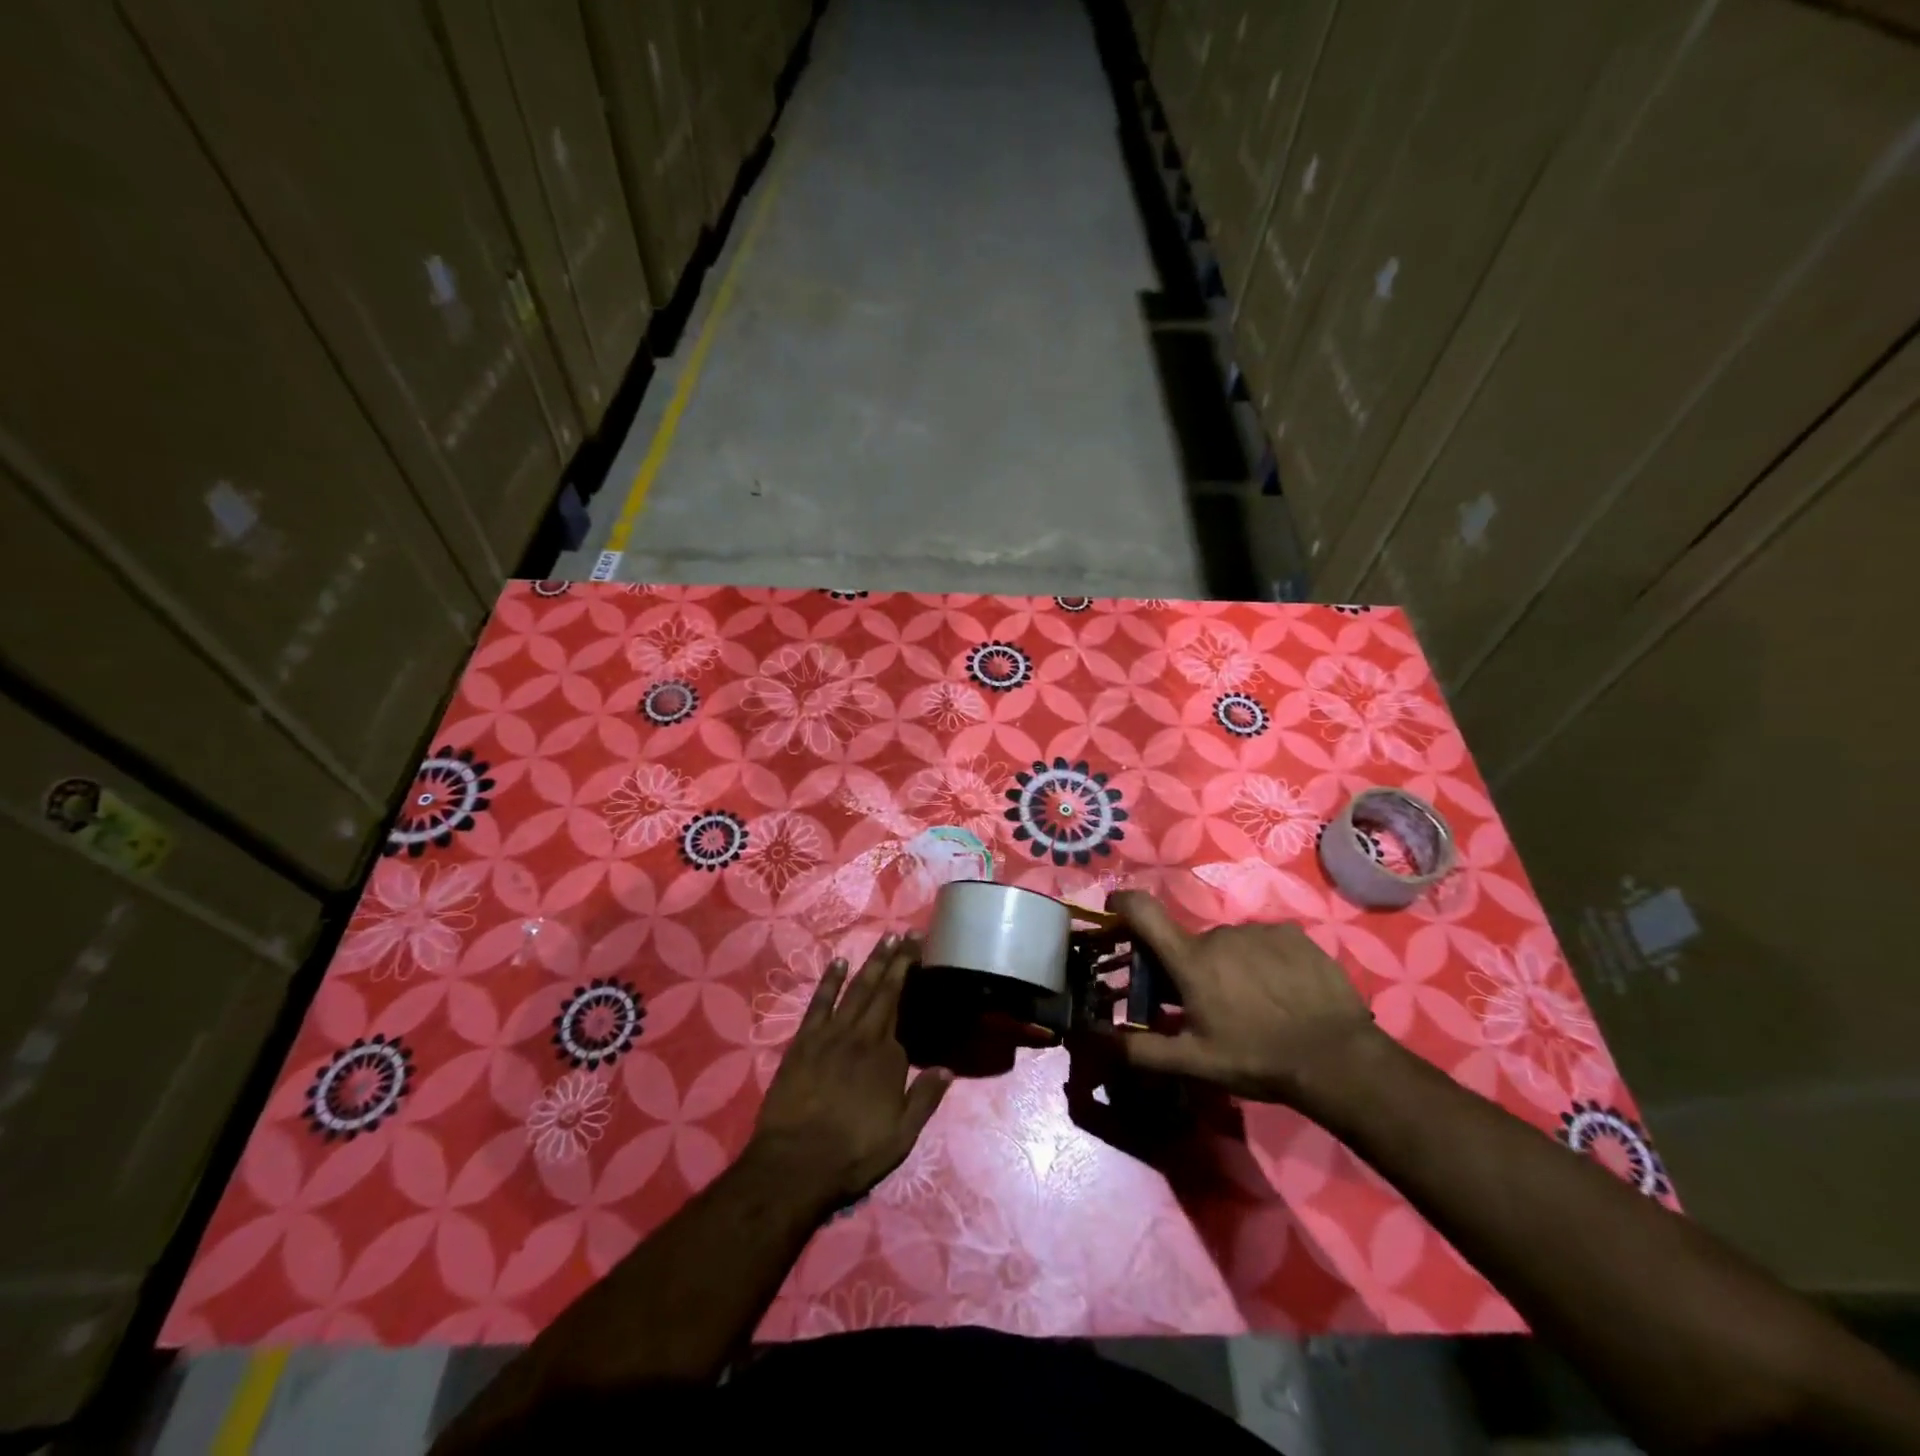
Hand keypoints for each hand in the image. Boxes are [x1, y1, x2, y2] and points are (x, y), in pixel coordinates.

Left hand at [750, 934, 952, 1209]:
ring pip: (856, 989)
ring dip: (871, 963)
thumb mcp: (901, 1136)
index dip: (913, 981)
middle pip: (883, 991)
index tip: (921, 956)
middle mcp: (863, 1036)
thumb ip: (925, 1099)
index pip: (904, 1010)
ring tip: (885, 940)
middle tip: (910, 934)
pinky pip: (819, 1003)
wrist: (795, 1164)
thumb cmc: (853, 1154)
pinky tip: (838, 963)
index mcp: (888, 1057)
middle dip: (898, 960)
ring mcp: (831, 1035)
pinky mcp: (803, 1041)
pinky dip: (829, 981)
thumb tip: (948, 1069)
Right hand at [1107, 890, 1387, 1106]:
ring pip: (1229, 945)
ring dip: (1230, 966)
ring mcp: (1258, 931)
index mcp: (1190, 961)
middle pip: (1191, 944)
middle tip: (1210, 1006)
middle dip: (1192, 968)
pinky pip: (1264, 942)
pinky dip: (1264, 962)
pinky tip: (1283, 992)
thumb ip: (1139, 1051)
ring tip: (1254, 1005)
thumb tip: (1091, 1040)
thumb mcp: (1194, 1063)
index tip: (1115, 912)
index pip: (1142, 911)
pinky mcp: (1292, 934)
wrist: (1337, 1057)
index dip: (1123, 904)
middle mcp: (1218, 934)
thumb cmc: (1256, 1058)